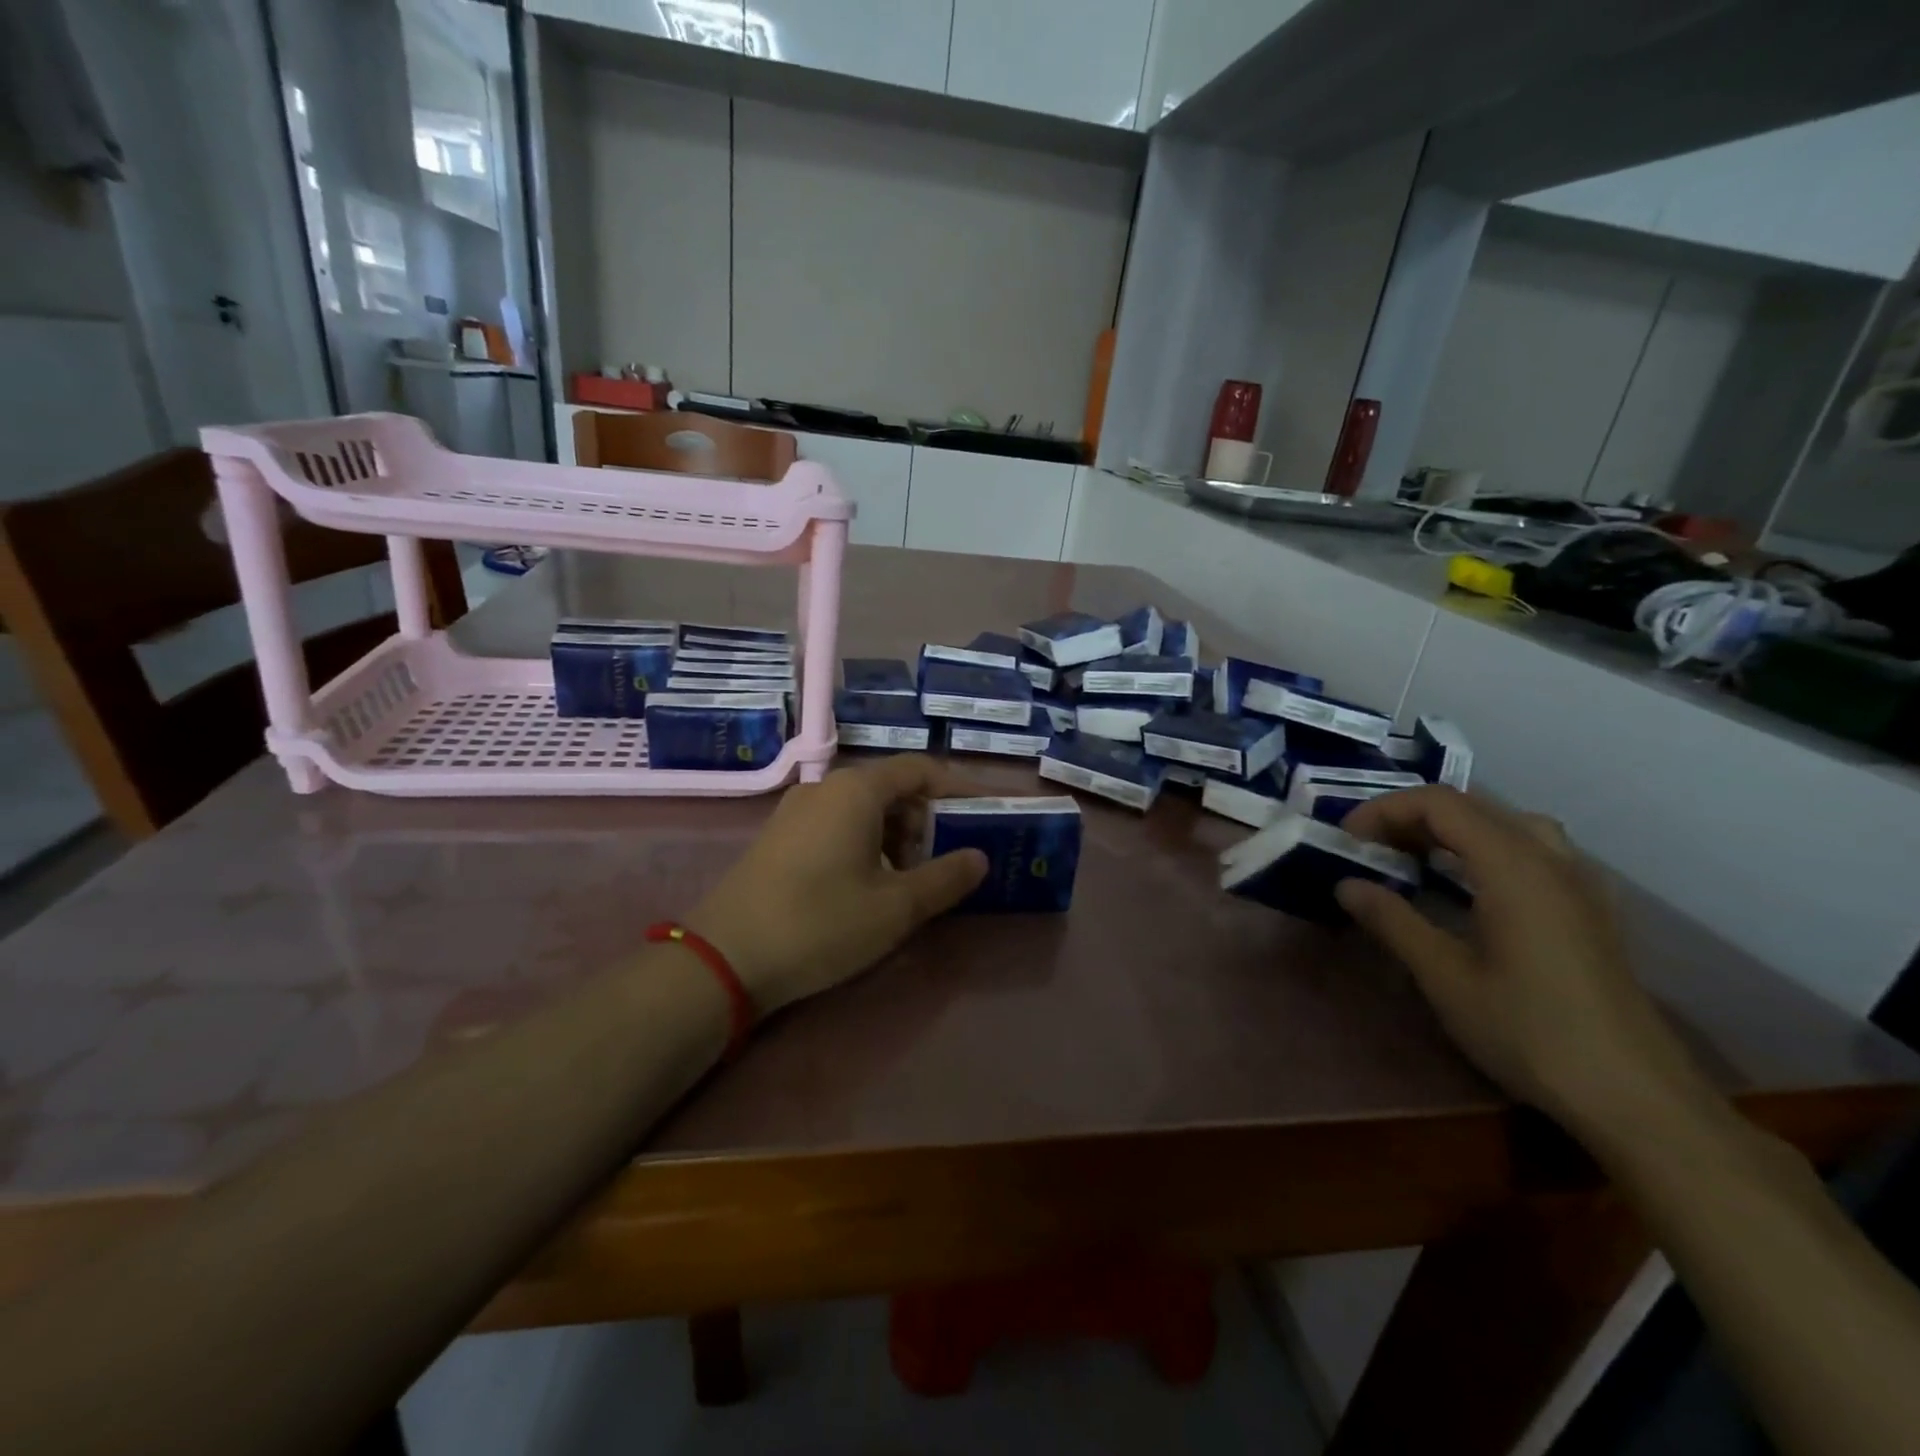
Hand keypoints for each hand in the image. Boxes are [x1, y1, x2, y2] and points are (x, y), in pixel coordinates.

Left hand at [686, 755, 988, 1014]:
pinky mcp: (778, 837)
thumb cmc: (821, 923)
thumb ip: (945, 878)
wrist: (724, 958)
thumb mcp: (895, 907)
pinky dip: (864, 844)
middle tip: (948, 860)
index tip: (983, 815)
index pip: (920, 770)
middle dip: (926, 820)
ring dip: (895, 836)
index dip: (957, 789)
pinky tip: (867, 885)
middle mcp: (825, 788)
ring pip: (862, 809)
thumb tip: (980, 858)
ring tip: (911, 880)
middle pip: (891, 788)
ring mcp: (795, 811)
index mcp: (857, 790)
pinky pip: (835, 825)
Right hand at [1336, 787, 1719, 1139]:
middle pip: (1472, 806)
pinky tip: (1473, 887)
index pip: (1440, 804)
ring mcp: (1578, 883)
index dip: (1385, 810)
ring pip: (1507, 823)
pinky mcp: (1590, 909)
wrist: (1636, 1098)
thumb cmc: (1530, 1032)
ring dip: (1453, 829)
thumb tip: (1346, 884)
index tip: (1348, 840)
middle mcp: (1550, 860)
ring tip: (1416, 858)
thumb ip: (1393, 921)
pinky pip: (1533, 850)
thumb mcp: (1444, 977)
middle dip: (1412, 816)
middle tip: (1371, 849)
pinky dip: (1487, 847)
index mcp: (1512, 867)